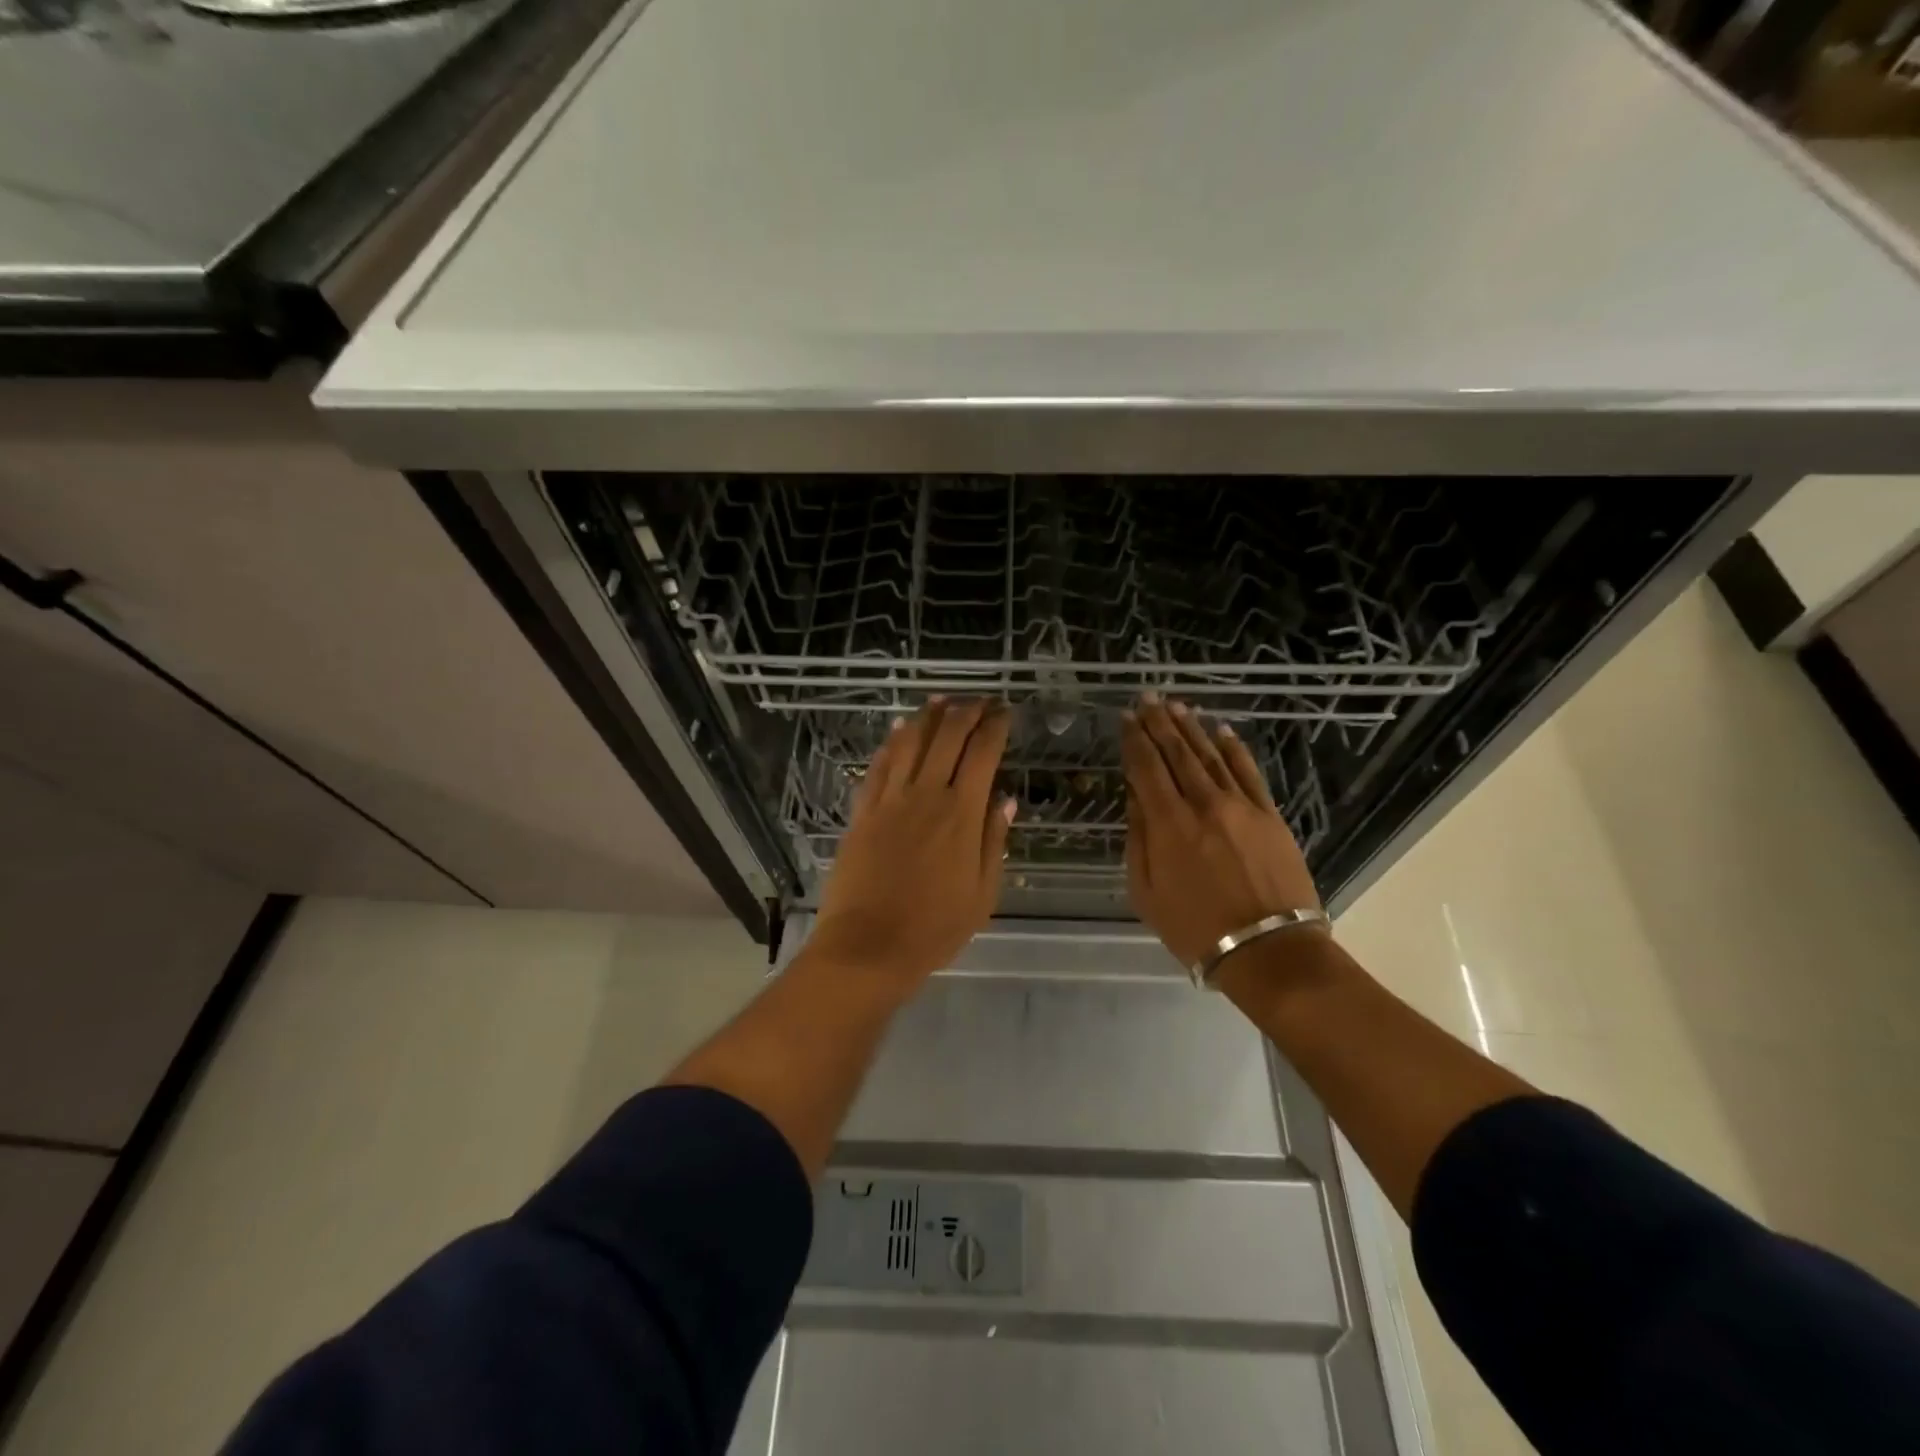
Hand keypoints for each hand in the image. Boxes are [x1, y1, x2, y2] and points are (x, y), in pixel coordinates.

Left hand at [809, 698, 1015, 992]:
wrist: (868, 946)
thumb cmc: (934, 927)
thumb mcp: (982, 893)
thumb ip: (994, 840)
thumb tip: (1005, 799)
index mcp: (962, 814)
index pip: (982, 754)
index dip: (995, 727)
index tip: (1005, 712)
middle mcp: (926, 795)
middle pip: (947, 737)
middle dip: (966, 712)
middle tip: (979, 700)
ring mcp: (890, 800)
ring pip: (910, 743)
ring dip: (928, 717)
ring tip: (941, 700)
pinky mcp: (863, 811)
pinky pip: (878, 766)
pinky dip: (892, 743)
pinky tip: (900, 730)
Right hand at [1122, 695, 1322, 968]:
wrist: (1268, 949)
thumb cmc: (1195, 928)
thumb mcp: (1146, 892)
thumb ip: (1138, 840)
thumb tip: (1136, 798)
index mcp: (1168, 823)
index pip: (1146, 768)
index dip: (1134, 740)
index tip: (1125, 718)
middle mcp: (1203, 803)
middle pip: (1177, 753)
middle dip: (1159, 723)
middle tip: (1147, 699)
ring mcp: (1241, 805)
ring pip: (1211, 755)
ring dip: (1191, 728)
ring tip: (1176, 706)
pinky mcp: (1269, 814)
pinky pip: (1248, 771)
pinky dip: (1233, 748)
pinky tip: (1221, 730)